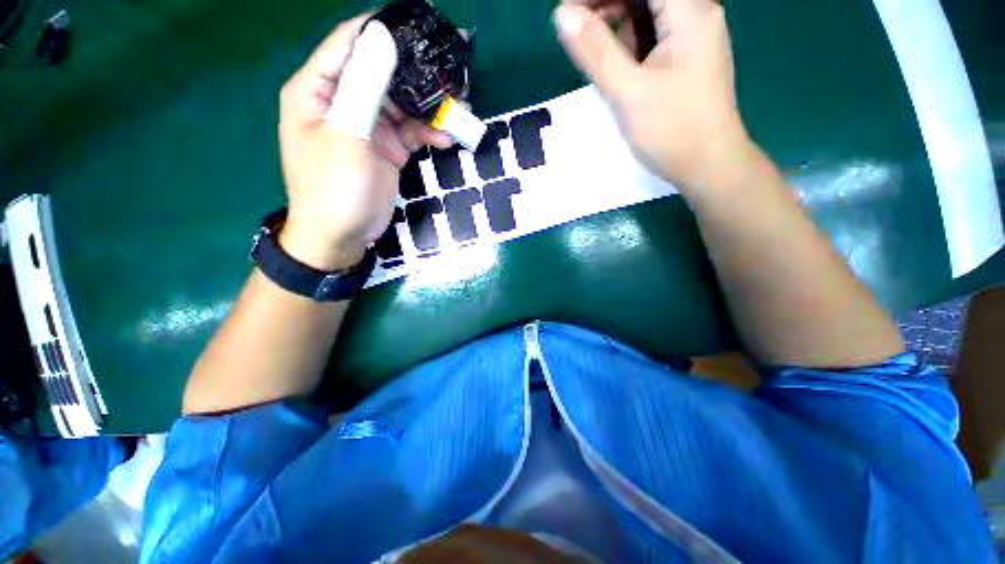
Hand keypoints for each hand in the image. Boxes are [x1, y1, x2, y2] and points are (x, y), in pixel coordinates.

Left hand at [278, 14, 451, 270]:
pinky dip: (429, 132)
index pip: (350, 43)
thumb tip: (382, 38)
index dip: (382, 30)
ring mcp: (368, 126)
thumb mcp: (346, 136)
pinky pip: (412, 131)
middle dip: (417, 74)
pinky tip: (447, 138)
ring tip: (459, 110)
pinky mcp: (387, 148)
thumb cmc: (334, 188)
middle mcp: (343, 101)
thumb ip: (364, 88)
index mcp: (318, 89)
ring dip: (430, 108)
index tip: (419, 24)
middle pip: (383, 73)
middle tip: (451, 70)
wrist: (343, 235)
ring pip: (403, 104)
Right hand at [554, 0, 751, 190]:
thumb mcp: (628, 91)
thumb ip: (596, 52)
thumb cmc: (673, 130)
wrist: (707, 165)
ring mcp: (690, 37)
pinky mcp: (683, 58)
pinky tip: (615, 67)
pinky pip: (651, 38)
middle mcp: (694, 13)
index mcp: (689, 10)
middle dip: (605, 7)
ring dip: (614, 28)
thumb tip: (562, 14)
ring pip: (645, 16)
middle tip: (574, 32)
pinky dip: (628, 46)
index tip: (568, 13)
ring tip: (591, 54)